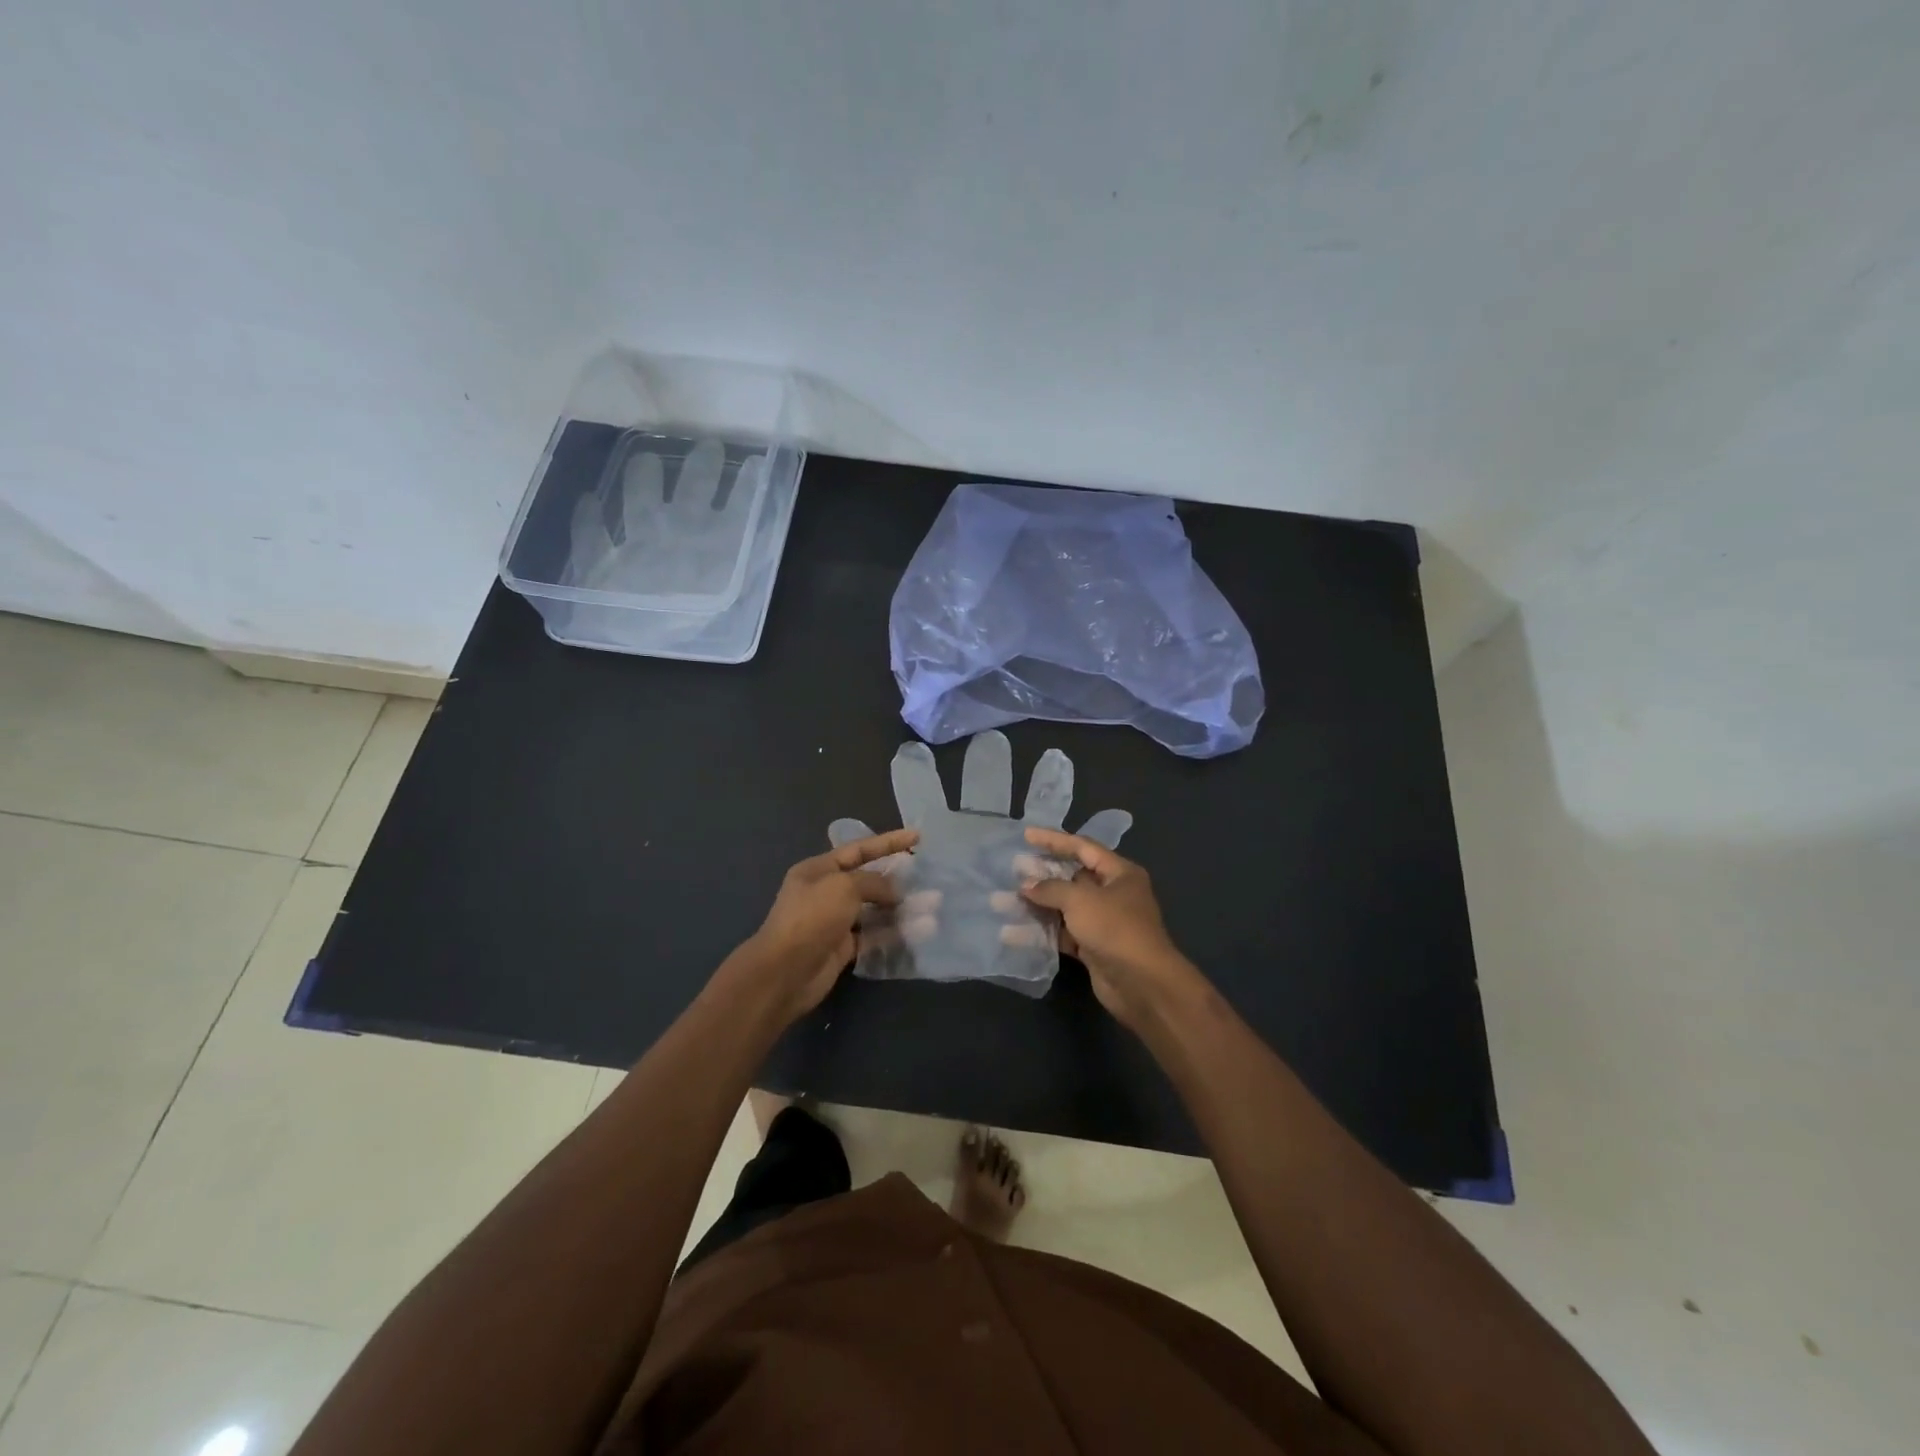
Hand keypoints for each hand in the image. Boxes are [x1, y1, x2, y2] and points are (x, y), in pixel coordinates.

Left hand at [740, 828, 917, 1021]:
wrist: (785, 972)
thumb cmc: (811, 918)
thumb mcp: (844, 887)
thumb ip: (873, 882)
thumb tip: (894, 892)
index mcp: (819, 870)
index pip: (859, 849)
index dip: (888, 842)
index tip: (917, 837)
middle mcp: (825, 892)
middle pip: (867, 880)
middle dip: (896, 878)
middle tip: (926, 877)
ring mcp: (834, 921)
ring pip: (873, 909)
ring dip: (899, 908)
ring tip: (930, 905)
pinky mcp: (843, 948)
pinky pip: (873, 935)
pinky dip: (893, 932)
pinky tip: (918, 930)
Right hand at [1019, 827, 1200, 1027]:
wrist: (1141, 984)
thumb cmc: (1114, 928)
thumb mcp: (1080, 900)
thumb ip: (1050, 888)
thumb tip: (1026, 886)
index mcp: (1119, 873)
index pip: (1082, 847)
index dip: (1053, 840)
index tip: (1026, 835)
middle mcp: (1112, 893)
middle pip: (1071, 877)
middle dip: (1041, 875)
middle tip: (1012, 869)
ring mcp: (1102, 922)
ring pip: (1063, 907)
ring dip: (1036, 906)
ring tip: (1003, 902)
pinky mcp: (1092, 947)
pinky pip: (1062, 933)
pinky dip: (1040, 932)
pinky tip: (1013, 933)